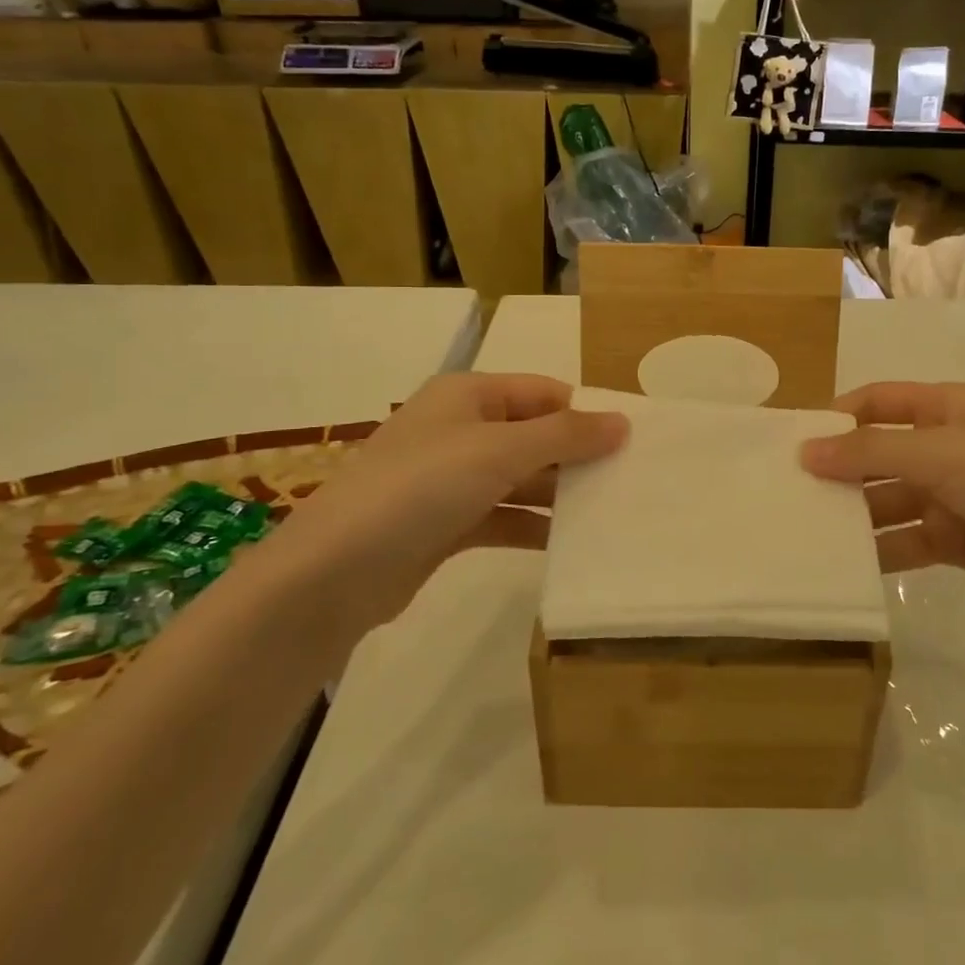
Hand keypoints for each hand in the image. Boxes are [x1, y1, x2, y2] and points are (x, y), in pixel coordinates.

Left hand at [252, 372, 627, 631]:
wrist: (334, 572)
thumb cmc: (422, 487)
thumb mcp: (500, 450)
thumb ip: (565, 435)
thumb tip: (622, 421)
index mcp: (468, 396)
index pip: (542, 392)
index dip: (584, 412)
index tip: (630, 442)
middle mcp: (460, 430)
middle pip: (534, 435)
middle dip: (576, 456)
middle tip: (630, 480)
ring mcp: (452, 479)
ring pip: (521, 478)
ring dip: (559, 494)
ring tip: (612, 512)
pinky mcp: (447, 525)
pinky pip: (504, 517)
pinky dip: (534, 526)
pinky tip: (571, 543)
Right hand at [800, 382, 964, 622]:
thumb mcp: (943, 454)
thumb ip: (871, 452)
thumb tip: (806, 450)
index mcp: (945, 409)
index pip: (877, 403)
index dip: (836, 418)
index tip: (791, 445)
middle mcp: (945, 447)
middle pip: (878, 454)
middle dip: (838, 473)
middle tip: (787, 497)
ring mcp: (953, 496)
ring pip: (889, 501)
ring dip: (854, 516)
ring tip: (806, 536)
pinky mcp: (960, 541)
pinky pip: (907, 541)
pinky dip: (880, 551)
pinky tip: (845, 567)